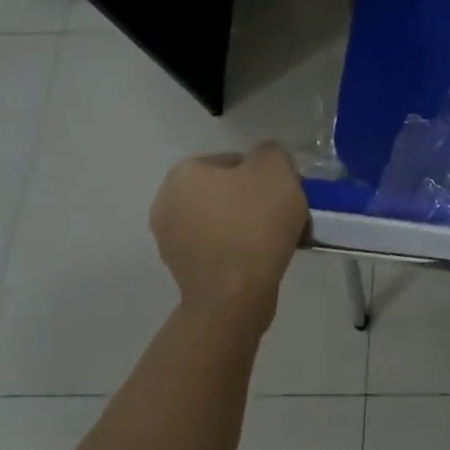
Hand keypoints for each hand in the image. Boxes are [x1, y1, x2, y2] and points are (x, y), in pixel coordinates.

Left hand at [149, 144, 308, 334]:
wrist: (235, 296)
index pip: (232, 160)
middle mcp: (166, 204)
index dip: (263, 172)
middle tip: (281, 210)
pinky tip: (261, 257)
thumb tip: (264, 162)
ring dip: (245, 224)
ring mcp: (170, 242)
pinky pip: (218, 248)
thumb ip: (271, 152)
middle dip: (252, 198)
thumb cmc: (253, 223)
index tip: (283, 189)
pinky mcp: (183, 273)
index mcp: (183, 174)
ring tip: (275, 237)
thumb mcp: (276, 168)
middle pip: (225, 190)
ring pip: (221, 220)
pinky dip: (238, 249)